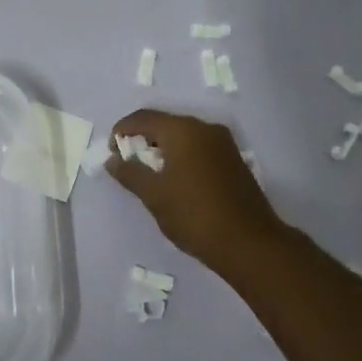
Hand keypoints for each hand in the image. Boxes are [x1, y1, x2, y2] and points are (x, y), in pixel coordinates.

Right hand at [106, 110, 285, 272]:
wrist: (249, 243)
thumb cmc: (194, 215)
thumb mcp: (154, 195)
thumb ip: (130, 173)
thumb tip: (113, 160)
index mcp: (183, 130)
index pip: (143, 118)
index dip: (122, 131)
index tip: (112, 152)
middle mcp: (205, 128)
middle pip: (165, 124)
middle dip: (142, 139)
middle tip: (128, 164)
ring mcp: (224, 143)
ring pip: (184, 136)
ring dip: (163, 149)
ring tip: (150, 174)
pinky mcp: (234, 160)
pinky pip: (199, 148)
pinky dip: (182, 156)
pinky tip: (175, 180)